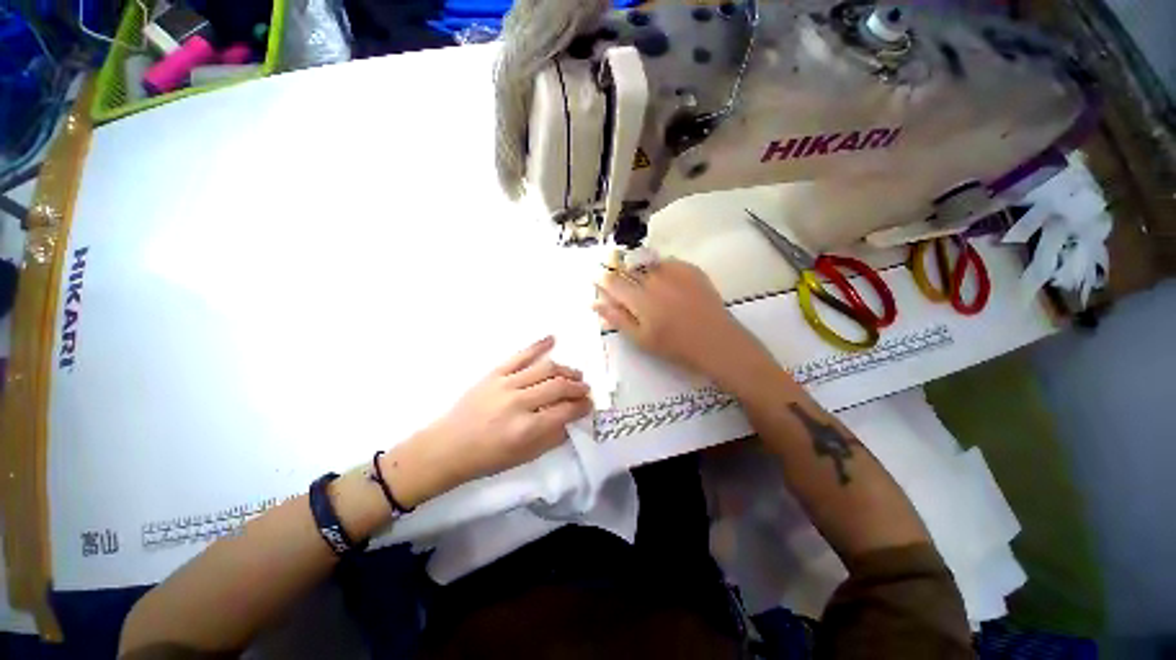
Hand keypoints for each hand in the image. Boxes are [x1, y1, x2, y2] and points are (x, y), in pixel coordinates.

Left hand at [391, 336, 593, 504]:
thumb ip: (552, 437)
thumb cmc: (487, 458)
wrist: (447, 447)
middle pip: (559, 386)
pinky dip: (538, 345)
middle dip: (578, 387)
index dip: (582, 406)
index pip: (565, 411)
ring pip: (545, 367)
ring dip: (565, 369)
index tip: (589, 405)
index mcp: (527, 428)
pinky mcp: (494, 373)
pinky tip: (553, 339)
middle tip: (585, 389)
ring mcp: (506, 384)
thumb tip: (571, 419)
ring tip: (575, 374)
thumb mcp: (524, 457)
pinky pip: (520, 355)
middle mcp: (519, 403)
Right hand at [594, 259, 766, 384]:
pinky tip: (666, 285)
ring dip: (640, 271)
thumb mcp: (640, 339)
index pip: (612, 281)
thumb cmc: (675, 346)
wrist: (716, 342)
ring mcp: (674, 271)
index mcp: (640, 300)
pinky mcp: (691, 269)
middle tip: (626, 290)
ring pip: (646, 263)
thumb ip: (616, 318)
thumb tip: (594, 303)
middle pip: (627, 268)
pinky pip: (666, 262)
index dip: (601, 279)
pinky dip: (660, 270)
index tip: (597, 279)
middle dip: (620, 274)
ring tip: (648, 288)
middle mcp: (655, 280)